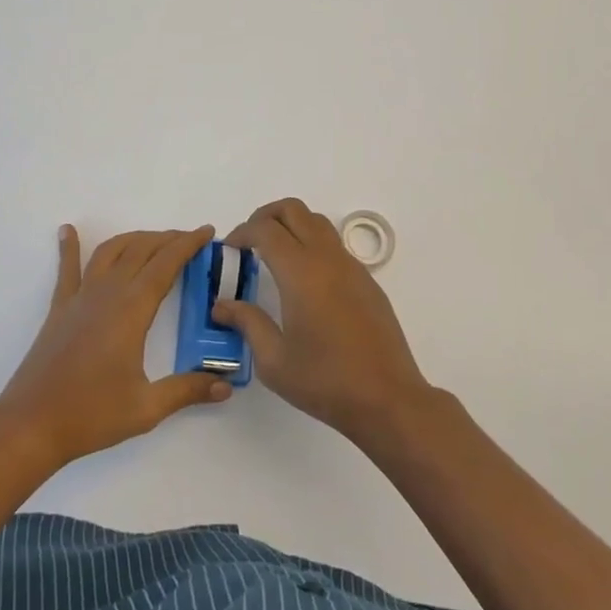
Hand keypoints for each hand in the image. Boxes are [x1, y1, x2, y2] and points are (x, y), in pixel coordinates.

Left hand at [0, 225, 231, 469]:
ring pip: (110, 252)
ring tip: (153, 239)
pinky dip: (70, 247)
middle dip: (167, 239)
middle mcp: (107, 293)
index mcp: (131, 310)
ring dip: (134, 239)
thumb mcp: (147, 408)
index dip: (187, 245)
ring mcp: (80, 298)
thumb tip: (226, 387)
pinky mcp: (59, 308)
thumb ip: (187, 391)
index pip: (165, 265)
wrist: (31, 424)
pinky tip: (68, 230)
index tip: (206, 232)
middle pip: (140, 251)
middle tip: (189, 239)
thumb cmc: (91, 414)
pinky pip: (67, 269)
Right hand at [215, 198, 433, 446]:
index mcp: (301, 273)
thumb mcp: (274, 361)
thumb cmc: (326, 381)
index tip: (229, 250)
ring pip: (317, 222)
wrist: (388, 399)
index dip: (242, 232)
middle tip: (248, 242)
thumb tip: (222, 305)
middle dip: (265, 216)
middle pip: (293, 210)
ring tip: (274, 256)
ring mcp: (351, 267)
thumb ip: (247, 323)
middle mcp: (327, 259)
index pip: (265, 229)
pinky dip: (312, 244)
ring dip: (291, 226)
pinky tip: (304, 281)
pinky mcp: (367, 281)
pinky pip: (334, 245)